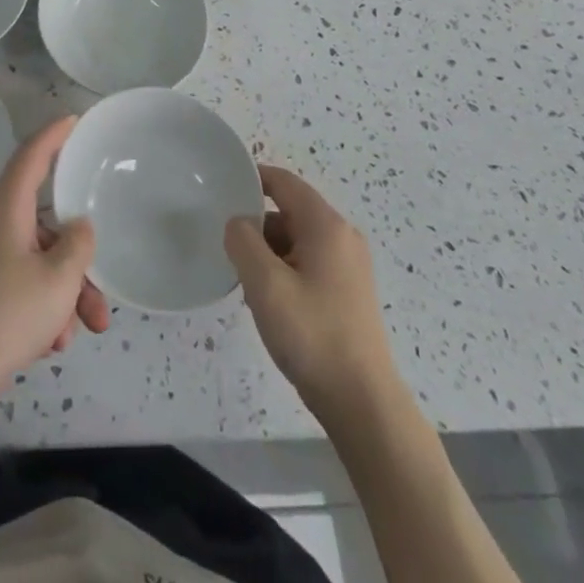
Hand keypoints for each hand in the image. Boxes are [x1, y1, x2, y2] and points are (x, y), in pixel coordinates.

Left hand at [0, 115, 109, 422]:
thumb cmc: (5, 317)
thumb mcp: (57, 280)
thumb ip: (77, 246)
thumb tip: (78, 227)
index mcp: (6, 211)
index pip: (30, 157)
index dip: (52, 136)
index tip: (72, 120)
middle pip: (44, 225)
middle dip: (77, 259)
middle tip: (101, 294)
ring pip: (37, 262)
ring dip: (65, 293)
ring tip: (80, 332)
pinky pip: (22, 288)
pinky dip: (42, 309)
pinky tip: (50, 346)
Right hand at [224, 164, 398, 416]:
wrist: (363, 404)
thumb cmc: (312, 335)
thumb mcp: (265, 284)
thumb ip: (242, 241)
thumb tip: (238, 223)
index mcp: (326, 225)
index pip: (283, 182)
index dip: (252, 178)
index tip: (220, 188)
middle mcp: (342, 237)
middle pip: (289, 211)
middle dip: (256, 224)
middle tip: (227, 246)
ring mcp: (349, 265)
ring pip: (296, 239)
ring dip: (268, 251)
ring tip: (245, 280)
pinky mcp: (348, 291)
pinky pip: (308, 263)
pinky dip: (284, 270)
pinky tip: (269, 301)